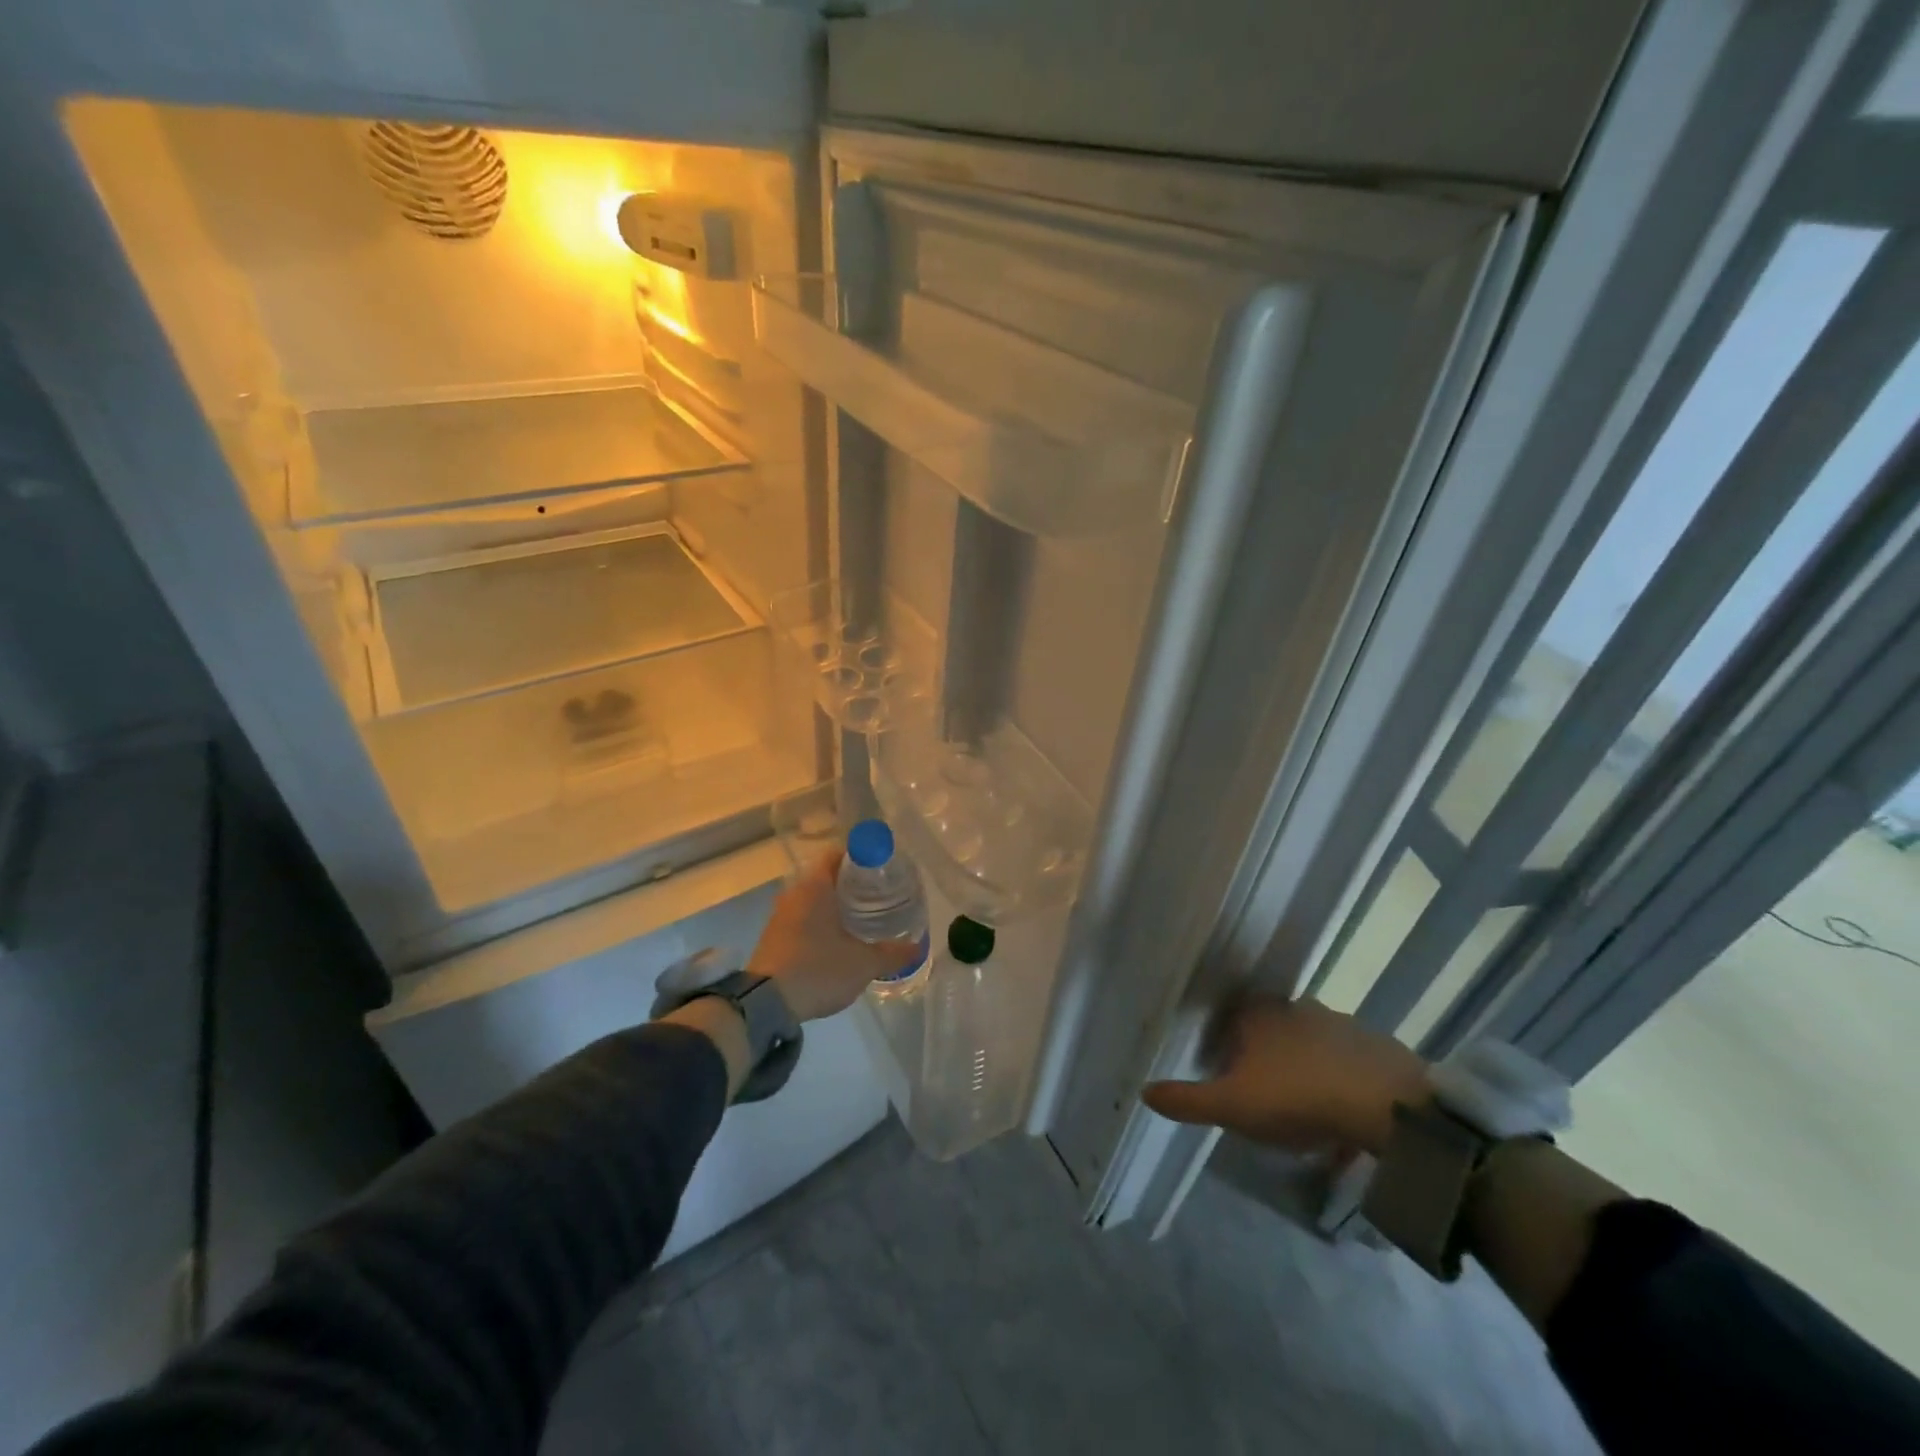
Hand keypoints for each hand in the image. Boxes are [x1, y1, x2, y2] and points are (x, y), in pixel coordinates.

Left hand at [747, 850, 923, 1021]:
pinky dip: (821, 923)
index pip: (838, 855)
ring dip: (835, 906)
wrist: (765, 1004)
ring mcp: (780, 916)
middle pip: (827, 877)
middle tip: (879, 895)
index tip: (882, 870)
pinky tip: (838, 940)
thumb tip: (916, 947)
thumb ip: (892, 953)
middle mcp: (795, 893)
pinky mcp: (773, 937)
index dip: (861, 859)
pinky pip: (802, 919)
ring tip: (863, 918)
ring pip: (813, 900)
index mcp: (815, 886)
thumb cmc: (817, 969)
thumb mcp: (863, 963)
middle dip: (852, 885)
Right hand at [1142, 995, 1431, 1156]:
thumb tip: (1142, 1091)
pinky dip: (1338, 1077)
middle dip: (1264, 1053)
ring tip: (1303, 1105)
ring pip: (1309, 1040)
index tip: (1225, 1071)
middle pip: (1271, 1026)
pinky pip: (1346, 1059)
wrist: (1388, 1106)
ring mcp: (1340, 1022)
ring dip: (1303, 1064)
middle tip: (1262, 1091)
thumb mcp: (1232, 1106)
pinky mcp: (1376, 1045)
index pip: (1232, 1016)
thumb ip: (1187, 1100)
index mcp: (1258, 1014)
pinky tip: (1341, 1109)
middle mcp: (1296, 1007)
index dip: (1226, 1041)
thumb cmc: (1297, 1096)